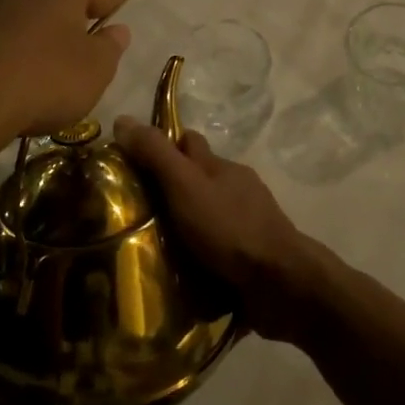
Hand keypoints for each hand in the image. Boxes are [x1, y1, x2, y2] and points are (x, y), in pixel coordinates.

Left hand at [0, 0, 137, 150]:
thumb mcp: (95, 69)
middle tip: (88, 33)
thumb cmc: (47, 77)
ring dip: (43, 38)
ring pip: (31, 20)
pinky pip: (5, 42)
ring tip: (52, 70)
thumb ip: (109, 47)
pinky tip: (19, 81)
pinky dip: (17, 56)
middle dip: (75, 14)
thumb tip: (116, 30)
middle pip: (61, 0)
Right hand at [114, 120, 319, 340]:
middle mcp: (236, 189)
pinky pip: (218, 250)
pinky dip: (201, 256)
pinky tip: (180, 274)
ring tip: (148, 249)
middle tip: (132, 211)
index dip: (162, 146)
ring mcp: (247, 224)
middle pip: (198, 179)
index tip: (131, 162)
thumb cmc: (229, 228)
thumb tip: (122, 119)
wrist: (281, 285)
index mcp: (220, 167)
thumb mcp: (184, 185)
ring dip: (185, 227)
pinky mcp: (252, 260)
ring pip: (209, 216)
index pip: (188, 142)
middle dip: (170, 189)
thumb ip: (155, 154)